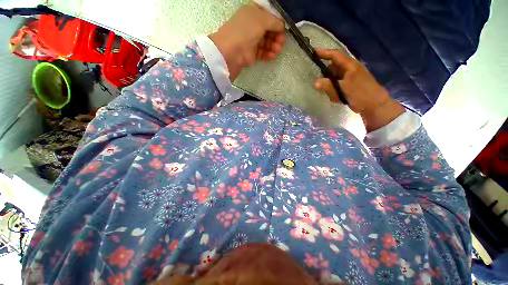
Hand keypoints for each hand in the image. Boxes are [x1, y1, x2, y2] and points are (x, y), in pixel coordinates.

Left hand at [209, 4, 284, 80]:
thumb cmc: (246, 30)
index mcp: (253, 13)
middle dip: (276, 36)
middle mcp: (252, 26)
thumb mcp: (262, 20)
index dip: (277, 23)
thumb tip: (282, 26)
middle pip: (268, 31)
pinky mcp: (251, 54)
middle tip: (281, 43)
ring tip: (277, 50)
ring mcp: (251, 40)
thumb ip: (274, 22)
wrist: (232, 51)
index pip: (268, 17)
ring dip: (273, 46)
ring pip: (266, 43)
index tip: (283, 30)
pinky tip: (272, 56)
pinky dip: (268, 54)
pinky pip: (262, 53)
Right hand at [313, 48, 404, 131]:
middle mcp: (349, 70)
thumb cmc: (360, 94)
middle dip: (326, 75)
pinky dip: (334, 91)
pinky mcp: (349, 86)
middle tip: (320, 83)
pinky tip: (337, 98)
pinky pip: (337, 86)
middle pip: (333, 68)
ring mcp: (350, 78)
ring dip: (330, 86)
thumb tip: (315, 83)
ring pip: (334, 79)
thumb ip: (328, 85)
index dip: (324, 53)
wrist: (375, 105)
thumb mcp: (343, 89)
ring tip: (333, 95)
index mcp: (350, 66)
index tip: (314, 51)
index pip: (335, 56)